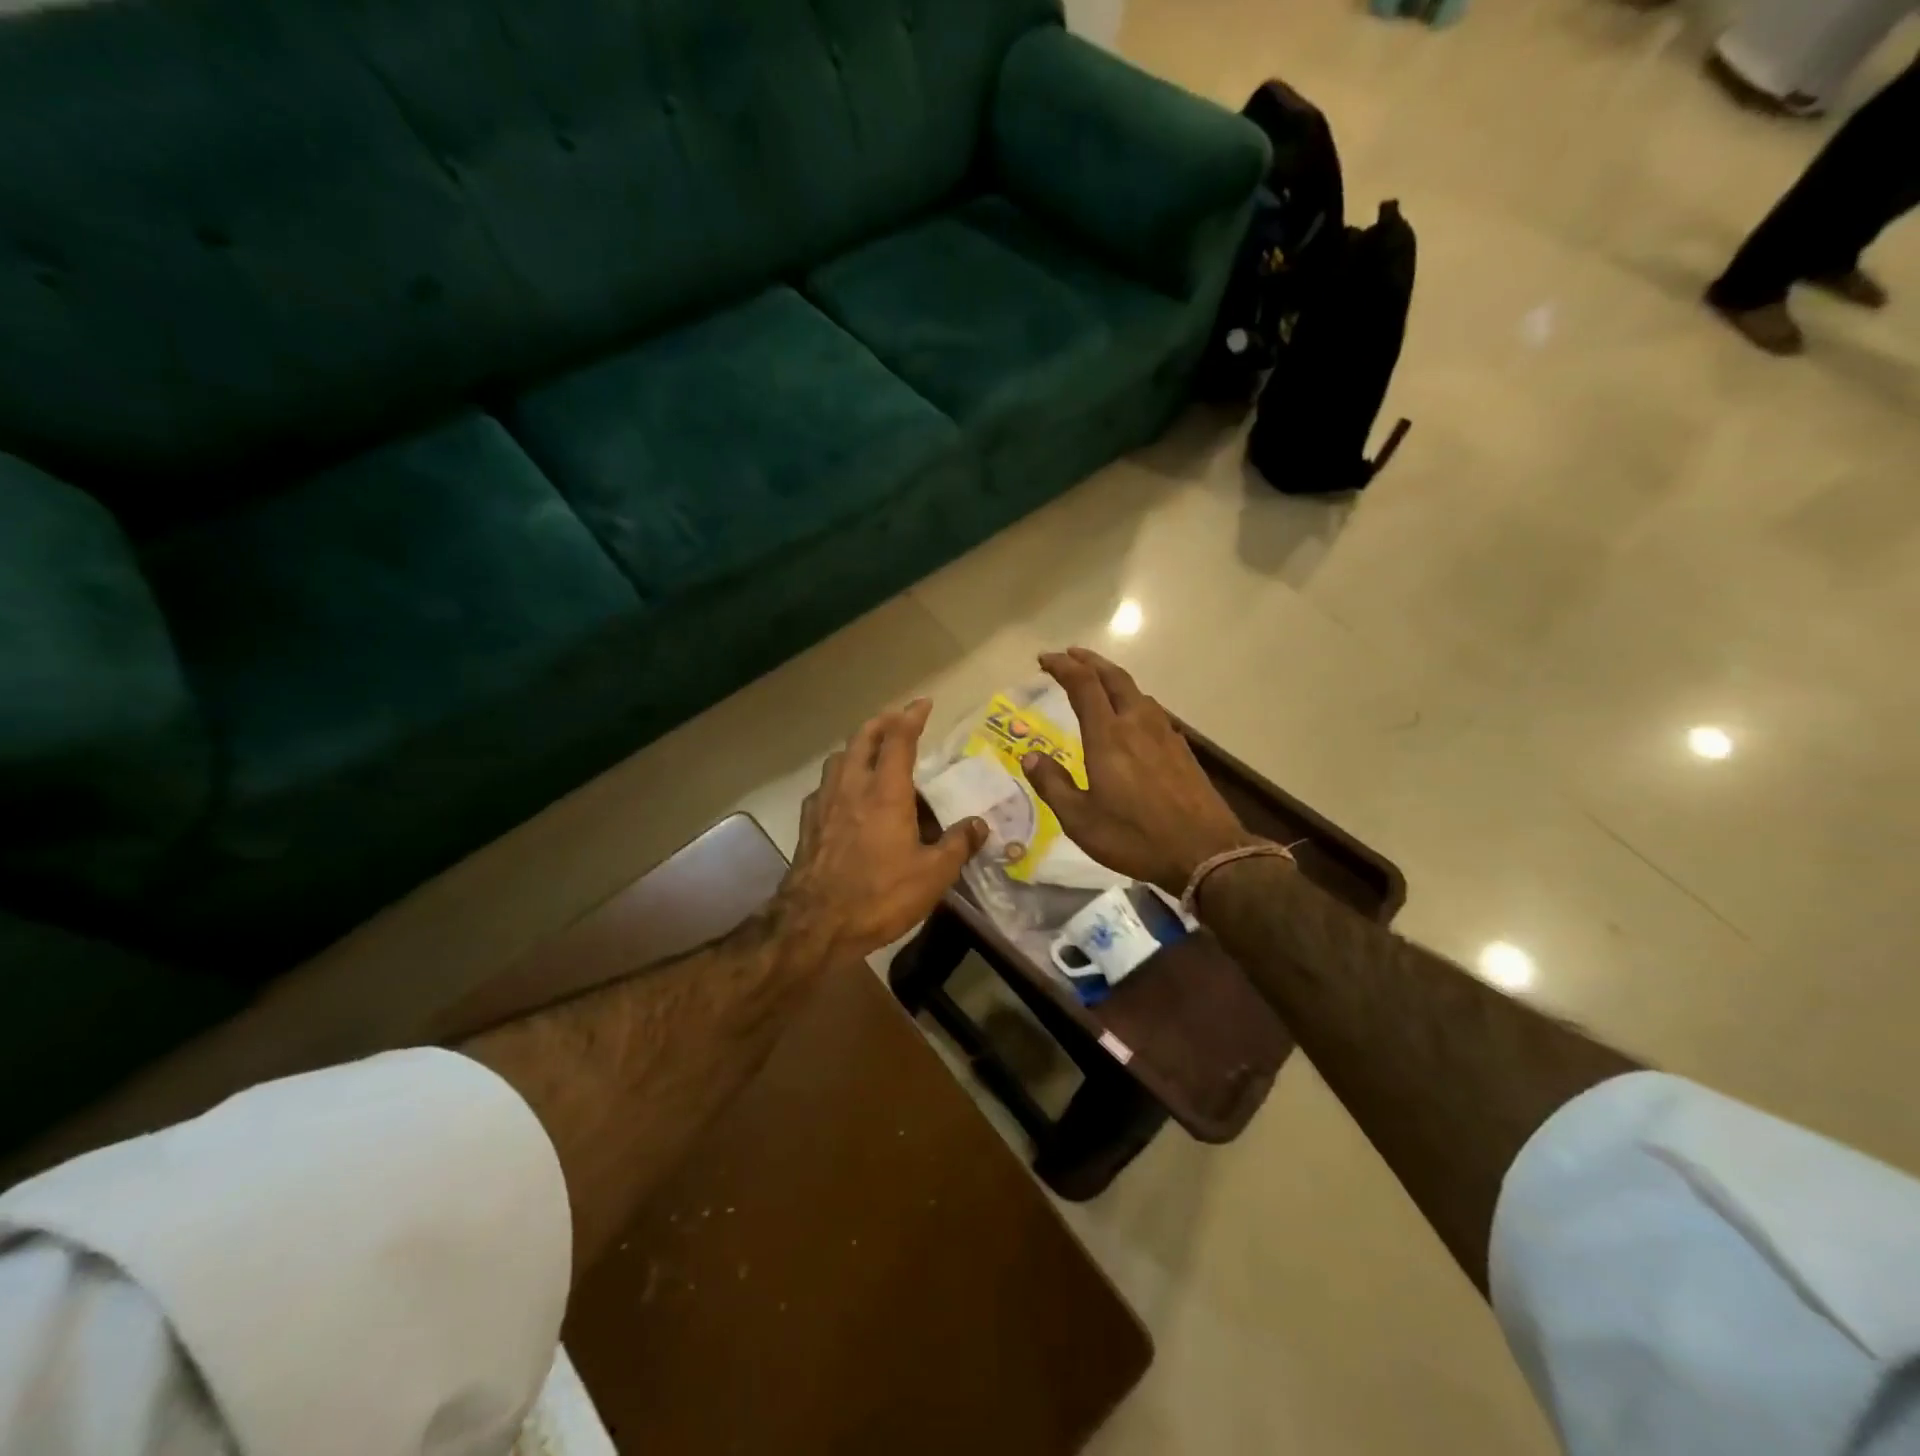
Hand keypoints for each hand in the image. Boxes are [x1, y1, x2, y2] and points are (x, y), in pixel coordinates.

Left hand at [772, 698, 986, 964]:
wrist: (814, 924)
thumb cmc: (879, 896)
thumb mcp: (932, 875)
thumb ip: (958, 845)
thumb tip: (979, 825)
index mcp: (885, 792)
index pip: (899, 739)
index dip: (912, 716)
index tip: (924, 703)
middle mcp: (852, 787)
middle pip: (863, 738)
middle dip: (882, 722)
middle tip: (898, 718)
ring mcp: (824, 803)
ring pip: (839, 758)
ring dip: (858, 746)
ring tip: (873, 752)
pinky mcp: (808, 823)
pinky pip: (825, 786)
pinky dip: (840, 777)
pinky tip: (847, 795)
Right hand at [1022, 648, 1259, 895]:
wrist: (1206, 852)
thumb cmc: (1135, 837)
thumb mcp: (1080, 820)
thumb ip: (1053, 784)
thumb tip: (1030, 756)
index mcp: (1108, 736)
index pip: (1083, 685)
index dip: (1062, 666)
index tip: (1044, 659)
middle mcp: (1137, 724)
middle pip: (1114, 677)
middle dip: (1089, 661)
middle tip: (1070, 655)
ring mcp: (1165, 735)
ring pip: (1137, 692)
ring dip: (1113, 679)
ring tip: (1098, 683)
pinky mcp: (1182, 750)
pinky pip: (1152, 712)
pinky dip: (1133, 701)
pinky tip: (1132, 719)